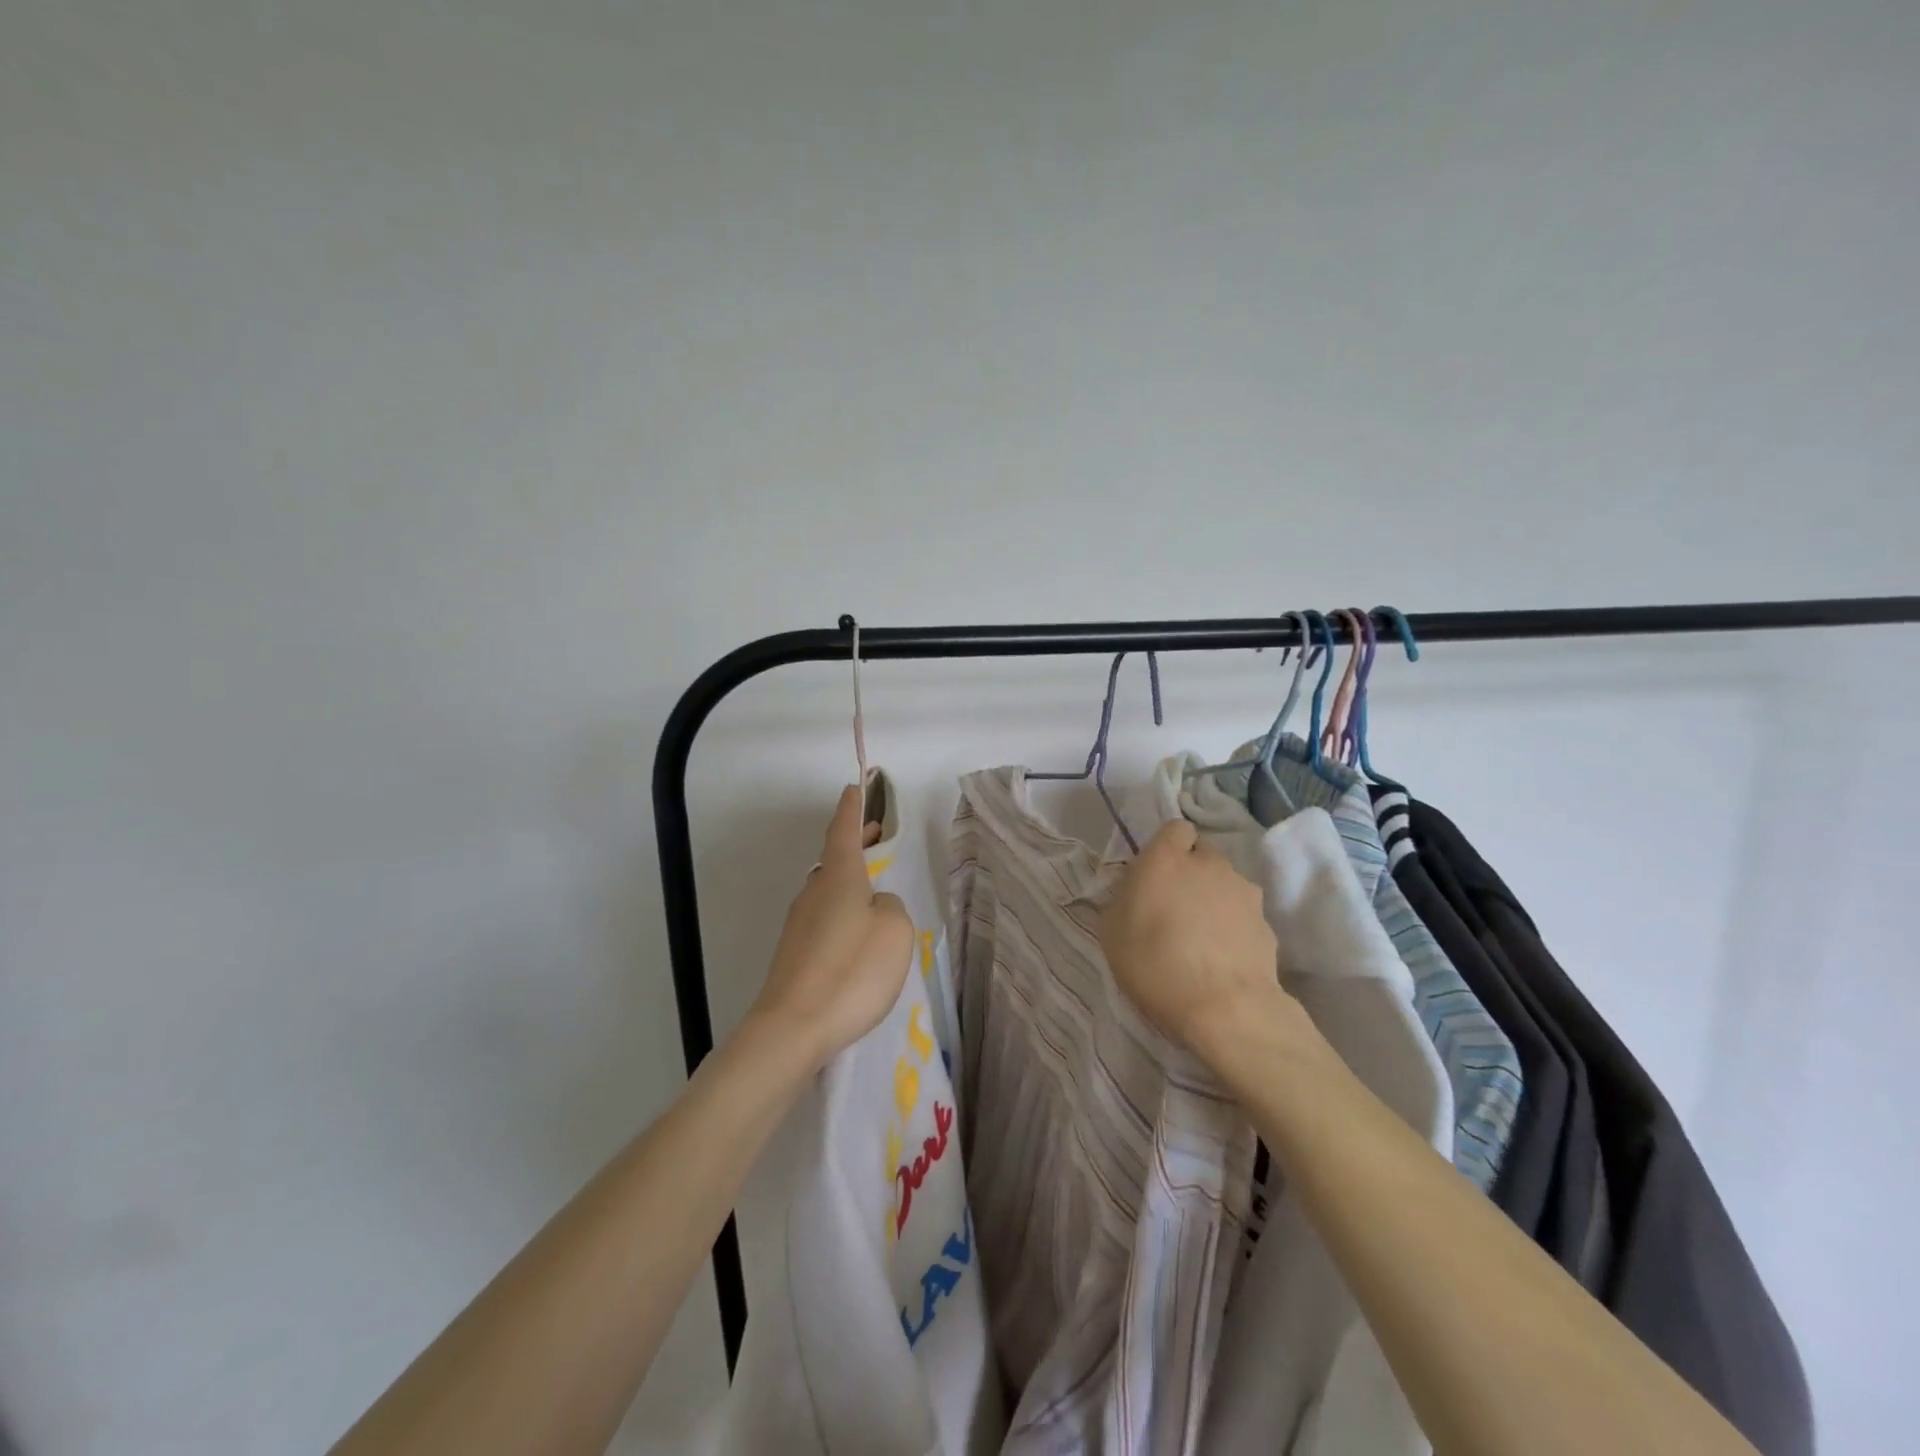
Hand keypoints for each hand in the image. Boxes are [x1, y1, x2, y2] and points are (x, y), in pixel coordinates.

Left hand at [750, 784, 915, 1071]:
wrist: (793, 1028)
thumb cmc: (851, 971)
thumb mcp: (894, 932)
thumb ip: (892, 907)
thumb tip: (875, 905)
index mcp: (839, 877)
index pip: (844, 830)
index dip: (853, 808)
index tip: (857, 786)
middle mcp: (815, 892)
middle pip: (836, 858)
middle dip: (856, 842)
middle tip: (877, 833)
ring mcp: (800, 923)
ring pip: (829, 889)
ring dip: (851, 878)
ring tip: (874, 884)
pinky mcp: (796, 952)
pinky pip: (825, 917)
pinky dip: (843, 909)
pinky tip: (858, 933)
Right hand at [1100, 820, 1283, 1057]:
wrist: (1223, 1007)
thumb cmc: (1154, 963)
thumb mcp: (1112, 931)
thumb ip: (1124, 899)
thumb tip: (1137, 893)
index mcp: (1167, 858)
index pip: (1176, 828)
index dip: (1168, 847)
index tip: (1157, 874)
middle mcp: (1210, 864)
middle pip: (1203, 856)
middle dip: (1192, 873)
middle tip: (1176, 908)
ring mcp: (1244, 892)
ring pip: (1226, 885)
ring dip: (1214, 900)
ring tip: (1201, 939)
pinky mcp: (1267, 923)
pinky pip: (1243, 916)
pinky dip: (1233, 928)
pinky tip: (1222, 958)